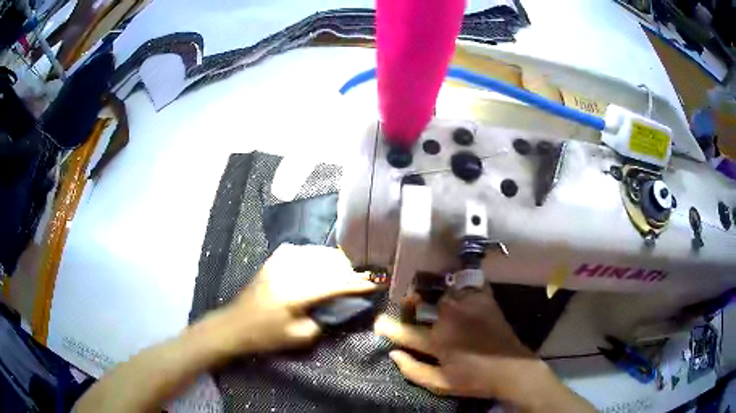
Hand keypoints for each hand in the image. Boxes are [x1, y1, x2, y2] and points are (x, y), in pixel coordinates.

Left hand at [214, 243, 378, 354]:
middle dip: (351, 269)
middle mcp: (291, 270)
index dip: (359, 283)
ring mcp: (281, 261)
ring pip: (318, 253)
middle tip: (365, 277)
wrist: (235, 325)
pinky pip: (303, 251)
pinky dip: (317, 256)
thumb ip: (325, 319)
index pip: (337, 282)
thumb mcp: (300, 336)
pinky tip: (322, 263)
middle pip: (330, 263)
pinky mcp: (275, 260)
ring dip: (336, 261)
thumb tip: (343, 306)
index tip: (377, 282)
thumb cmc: (267, 336)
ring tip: (348, 270)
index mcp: (297, 292)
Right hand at [375, 287, 593, 411]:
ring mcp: (469, 305)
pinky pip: (468, 284)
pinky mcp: (485, 299)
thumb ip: (413, 370)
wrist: (512, 368)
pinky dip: (461, 286)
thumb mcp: (440, 383)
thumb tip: (394, 354)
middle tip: (411, 306)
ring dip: (435, 296)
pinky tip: (458, 291)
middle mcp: (450, 317)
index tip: (379, 323)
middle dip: (412, 304)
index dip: (389, 327)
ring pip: (443, 292)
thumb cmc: (474, 379)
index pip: (405, 332)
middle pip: (423, 303)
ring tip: (433, 299)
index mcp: (438, 340)